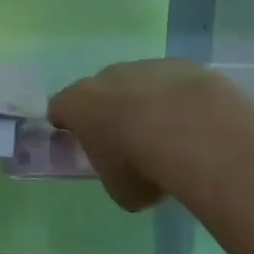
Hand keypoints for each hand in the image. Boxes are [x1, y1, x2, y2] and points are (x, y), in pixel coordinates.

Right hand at [50, 59, 239, 210]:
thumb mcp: (119, 189)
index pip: (58, 109)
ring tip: (169, 134)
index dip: (66, 124)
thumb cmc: (140, 163)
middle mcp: (103, 78)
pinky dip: (178, 99)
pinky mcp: (178, 65)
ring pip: (137, 84)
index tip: (78, 140)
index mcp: (76, 105)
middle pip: (98, 92)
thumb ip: (114, 175)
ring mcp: (142, 66)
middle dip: (109, 112)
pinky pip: (172, 83)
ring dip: (145, 104)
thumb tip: (126, 173)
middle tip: (127, 142)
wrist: (192, 130)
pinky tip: (194, 123)